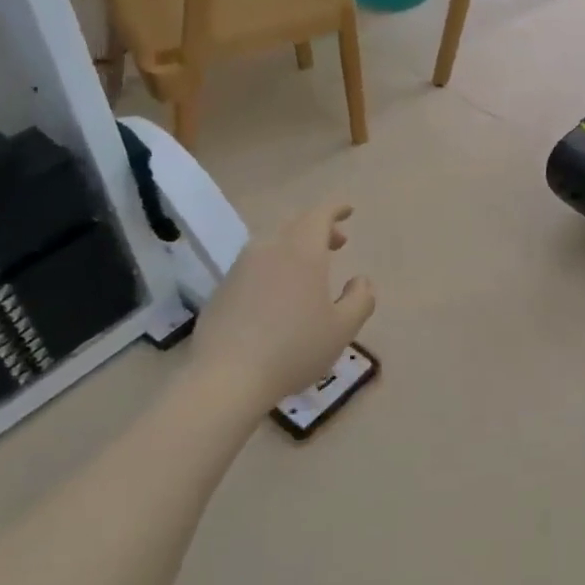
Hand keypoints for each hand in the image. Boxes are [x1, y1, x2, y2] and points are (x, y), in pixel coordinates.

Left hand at [193, 202, 375, 403]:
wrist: (227, 376)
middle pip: (295, 225)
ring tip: (310, 270)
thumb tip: (361, 281)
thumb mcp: (343, 329)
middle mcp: (269, 249)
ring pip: (273, 243)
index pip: (319, 215)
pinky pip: (255, 264)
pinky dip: (274, 266)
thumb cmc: (294, 348)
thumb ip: (360, 299)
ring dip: (295, 247)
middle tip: (337, 243)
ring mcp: (241, 267)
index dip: (335, 209)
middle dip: (319, 228)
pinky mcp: (223, 288)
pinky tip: (280, 295)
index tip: (348, 210)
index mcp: (302, 252)